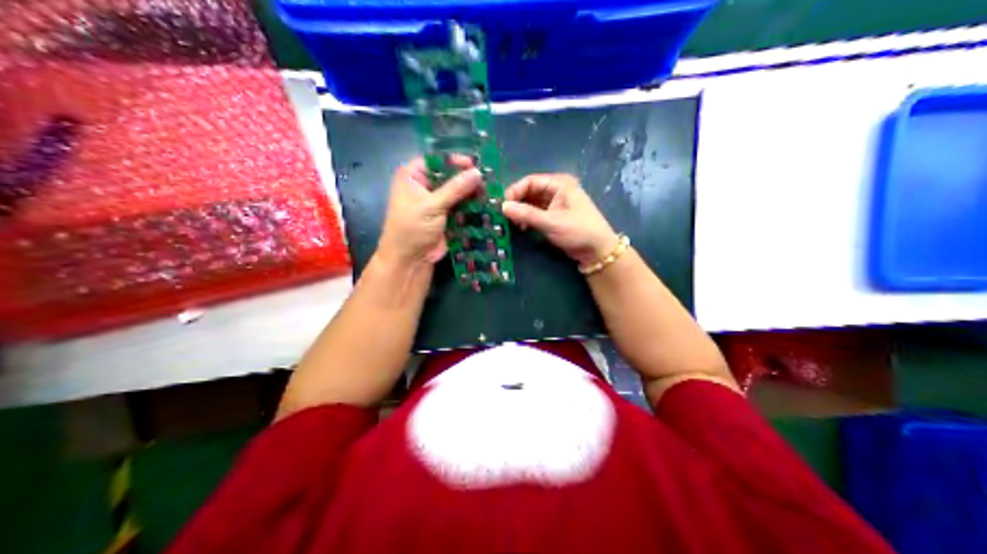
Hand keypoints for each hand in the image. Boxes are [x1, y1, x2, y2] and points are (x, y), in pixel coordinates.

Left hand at [376, 155, 479, 267]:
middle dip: (467, 178)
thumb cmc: (412, 228)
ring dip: (472, 193)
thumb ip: (456, 188)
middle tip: (488, 179)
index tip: (475, 164)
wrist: (409, 261)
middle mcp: (424, 185)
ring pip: (458, 191)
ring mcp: (436, 201)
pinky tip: (487, 204)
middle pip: (450, 175)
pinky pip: (462, 206)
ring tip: (491, 192)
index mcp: (413, 176)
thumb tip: (478, 172)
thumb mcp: (432, 206)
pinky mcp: (446, 216)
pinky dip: (472, 206)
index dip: (455, 160)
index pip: (436, 160)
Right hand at [502, 174, 613, 266]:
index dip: (514, 192)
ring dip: (520, 212)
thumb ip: (526, 214)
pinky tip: (520, 228)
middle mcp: (556, 190)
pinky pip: (535, 213)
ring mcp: (555, 203)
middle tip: (503, 216)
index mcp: (559, 184)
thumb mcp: (551, 223)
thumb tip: (502, 207)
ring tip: (511, 224)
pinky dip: (526, 219)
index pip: (530, 181)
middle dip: (516, 203)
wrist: (598, 251)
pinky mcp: (554, 216)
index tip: (501, 206)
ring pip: (530, 203)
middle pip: (529, 191)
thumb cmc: (578, 231)